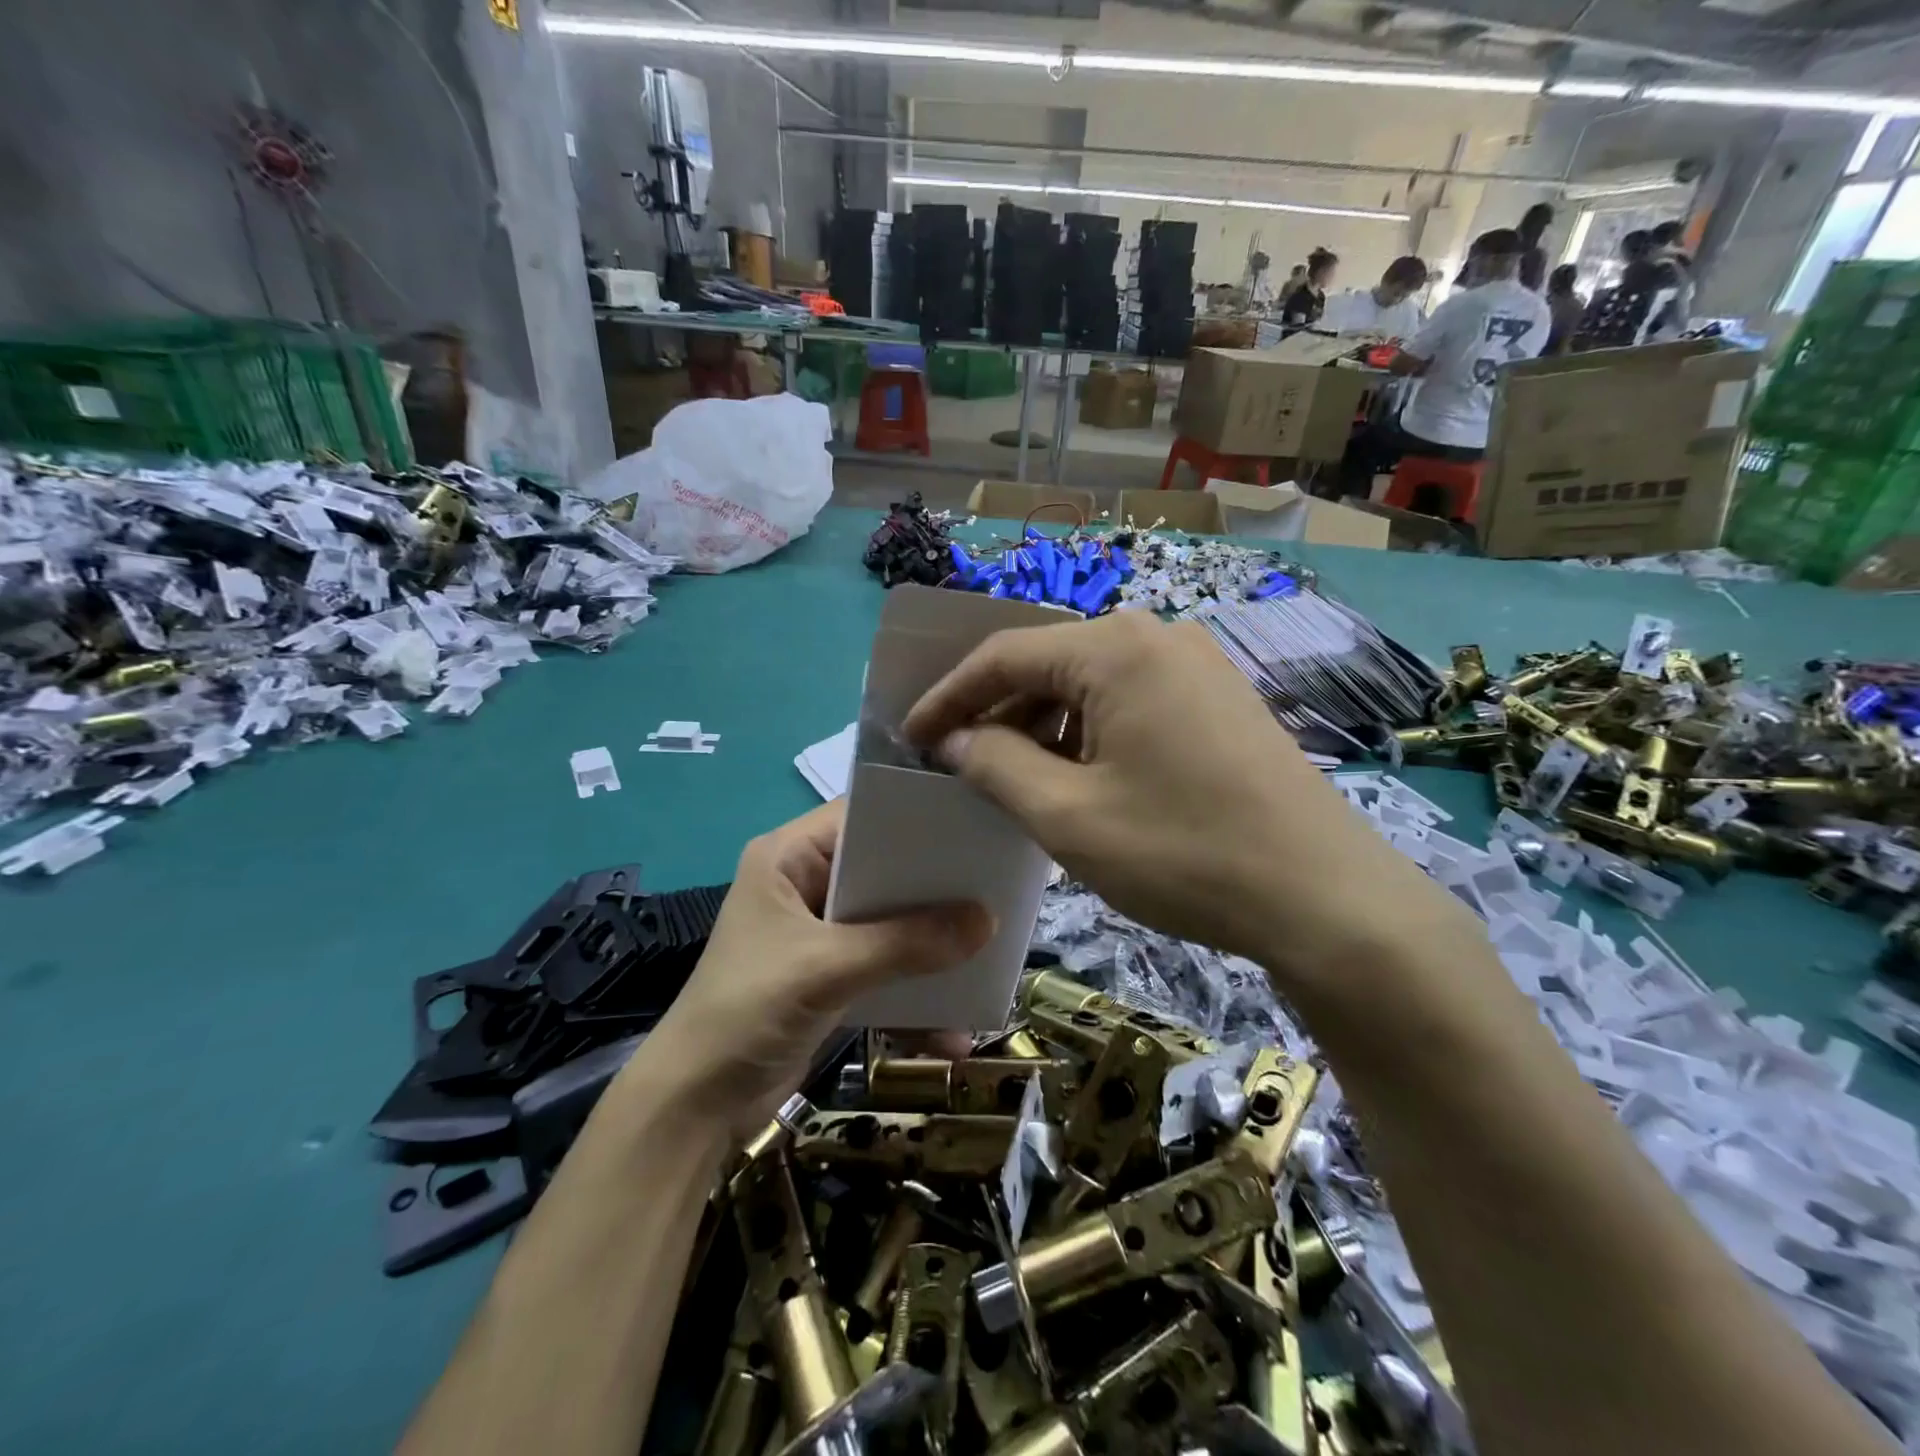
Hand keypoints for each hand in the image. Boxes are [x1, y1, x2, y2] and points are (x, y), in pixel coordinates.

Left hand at [641, 801, 994, 1135]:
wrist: (694, 1107)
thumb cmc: (747, 1010)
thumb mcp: (826, 968)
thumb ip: (905, 943)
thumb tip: (988, 921)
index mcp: (789, 857)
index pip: (860, 816)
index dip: (913, 819)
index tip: (972, 825)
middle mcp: (806, 885)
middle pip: (883, 871)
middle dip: (935, 888)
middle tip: (996, 886)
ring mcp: (820, 934)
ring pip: (890, 923)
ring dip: (931, 945)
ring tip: (988, 952)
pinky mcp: (831, 977)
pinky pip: (885, 970)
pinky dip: (914, 995)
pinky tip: (953, 1029)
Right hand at [903, 613, 1477, 997]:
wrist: (1324, 897)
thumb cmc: (1182, 852)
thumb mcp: (1066, 815)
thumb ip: (993, 763)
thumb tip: (951, 736)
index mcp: (1114, 647)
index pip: (1003, 655)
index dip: (947, 696)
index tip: (909, 736)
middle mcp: (1156, 635)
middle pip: (1048, 663)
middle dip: (996, 712)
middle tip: (956, 761)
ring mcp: (1195, 663)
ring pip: (1089, 683)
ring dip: (1042, 725)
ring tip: (1012, 777)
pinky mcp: (1218, 697)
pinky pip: (1130, 700)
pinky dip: (1088, 732)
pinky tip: (1077, 776)